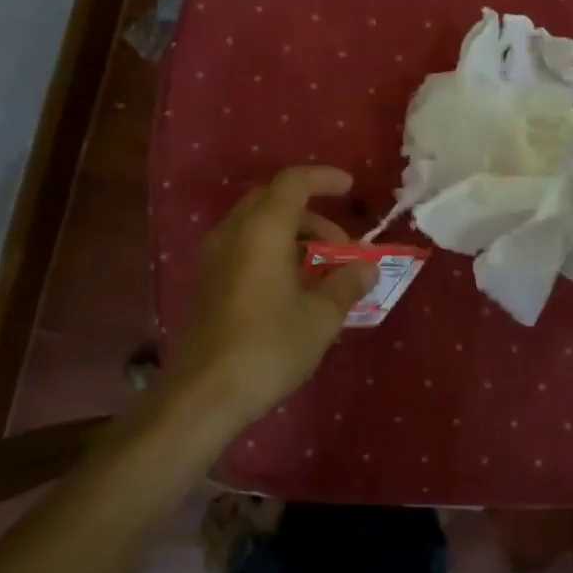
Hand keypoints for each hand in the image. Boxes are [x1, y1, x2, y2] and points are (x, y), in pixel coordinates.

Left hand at [167, 165, 377, 429]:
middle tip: (341, 243)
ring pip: (257, 225)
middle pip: (273, 200)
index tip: (351, 188)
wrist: (205, 394)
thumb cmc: (269, 346)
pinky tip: (294, 286)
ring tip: (323, 268)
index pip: (293, 182)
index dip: (324, 178)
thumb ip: (347, 284)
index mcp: (262, 229)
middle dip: (312, 213)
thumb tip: (367, 267)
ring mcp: (215, 258)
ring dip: (293, 234)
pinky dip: (274, 251)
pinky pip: (245, 247)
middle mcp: (234, 233)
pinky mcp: (209, 282)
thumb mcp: (321, 317)